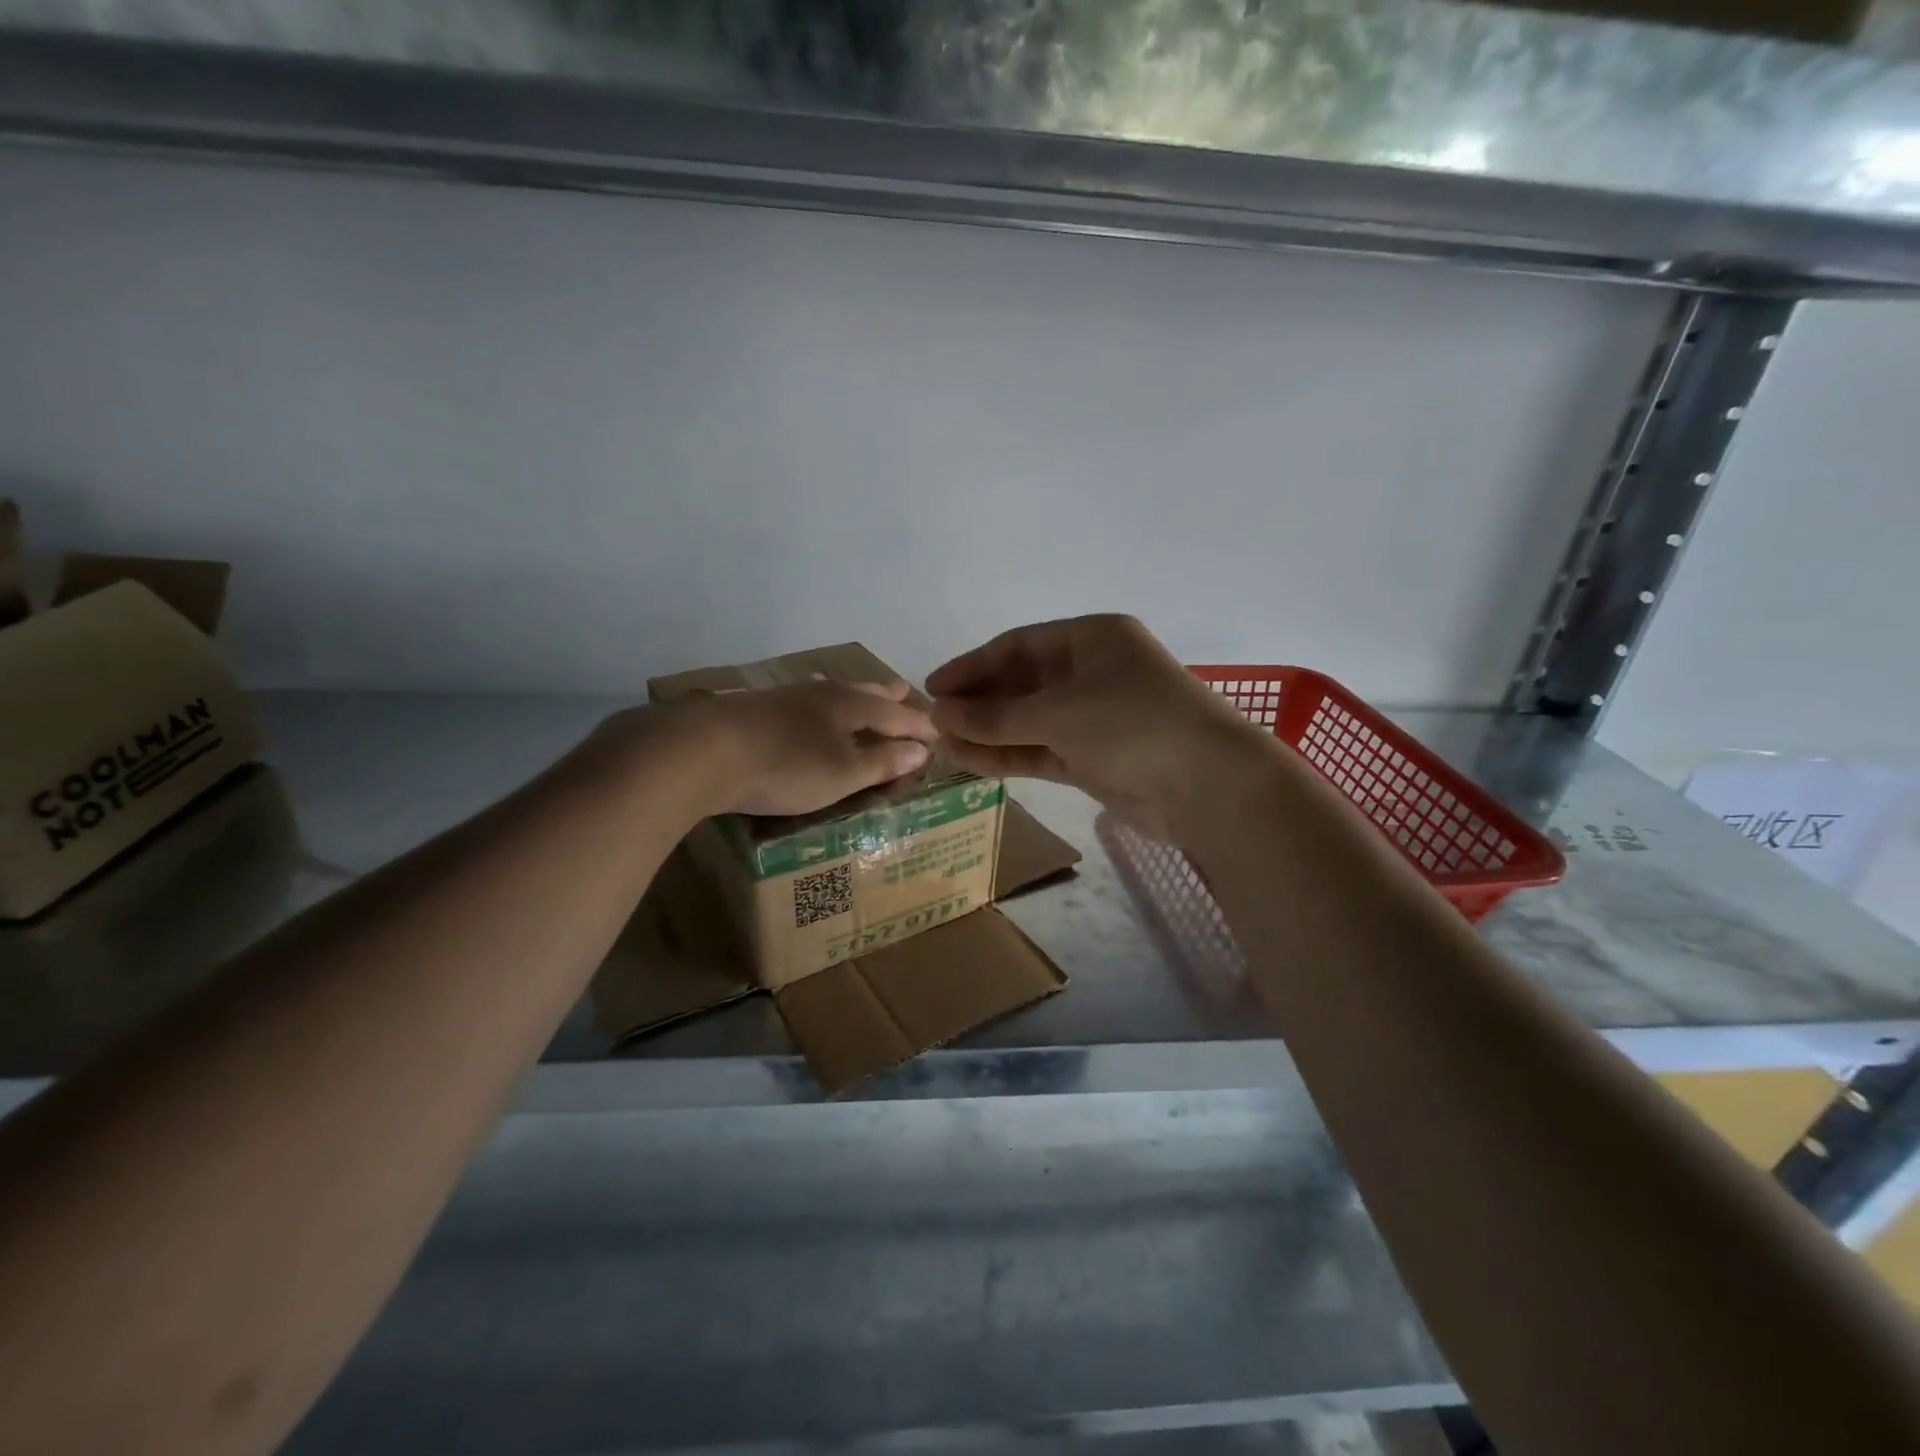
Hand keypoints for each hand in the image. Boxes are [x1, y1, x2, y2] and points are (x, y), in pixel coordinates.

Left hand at [682, 678, 936, 817]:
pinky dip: (824, 710)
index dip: (918, 725)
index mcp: (848, 705)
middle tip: (905, 694)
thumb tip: (922, 749)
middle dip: (887, 698)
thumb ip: (882, 761)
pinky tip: (812, 716)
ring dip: (855, 699)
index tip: (939, 732)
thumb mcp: (842, 773)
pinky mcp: (756, 710)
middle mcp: (821, 693)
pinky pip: (807, 705)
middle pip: (863, 692)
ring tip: (864, 701)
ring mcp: (785, 699)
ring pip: (832, 694)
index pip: (895, 714)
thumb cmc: (785, 766)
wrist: (702, 752)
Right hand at [928, 615, 1255, 836]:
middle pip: (1021, 683)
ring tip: (940, 746)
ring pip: (1028, 721)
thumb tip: (940, 716)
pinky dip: (1007, 756)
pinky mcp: (1093, 758)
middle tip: (933, 722)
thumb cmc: (1133, 724)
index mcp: (1091, 639)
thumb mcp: (1058, 713)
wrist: (1206, 786)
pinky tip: (969, 762)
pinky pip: (1040, 750)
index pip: (1018, 646)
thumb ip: (996, 717)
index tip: (933, 688)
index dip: (973, 665)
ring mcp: (1093, 718)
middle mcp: (1091, 672)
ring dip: (987, 733)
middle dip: (978, 702)